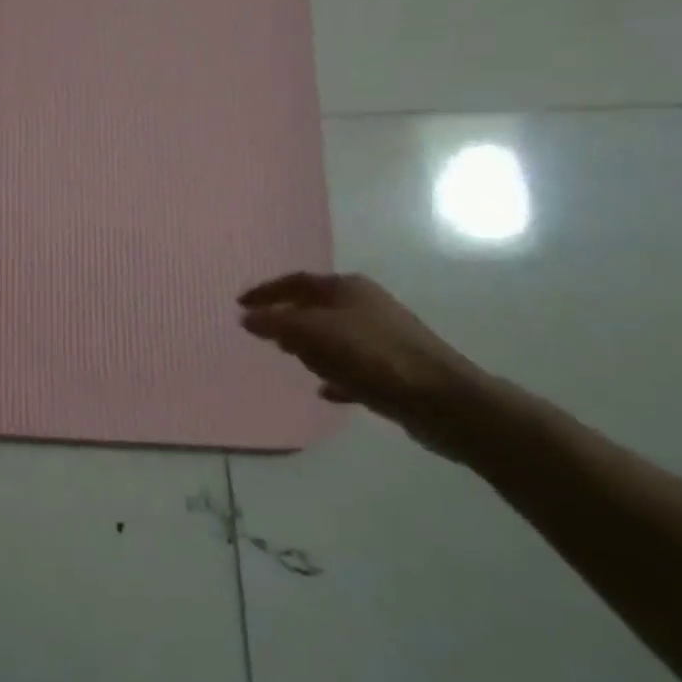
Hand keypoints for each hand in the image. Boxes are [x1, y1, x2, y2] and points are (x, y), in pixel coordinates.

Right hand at [237, 272, 489, 451]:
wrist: (441, 400)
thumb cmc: (370, 356)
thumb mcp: (311, 333)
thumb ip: (274, 322)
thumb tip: (247, 317)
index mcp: (347, 288)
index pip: (295, 281)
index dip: (265, 291)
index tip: (239, 304)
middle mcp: (367, 304)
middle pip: (316, 305)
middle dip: (287, 317)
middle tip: (262, 332)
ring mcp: (384, 336)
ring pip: (335, 335)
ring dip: (311, 345)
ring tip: (290, 358)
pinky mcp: (395, 368)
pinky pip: (354, 366)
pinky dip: (335, 372)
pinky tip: (324, 389)